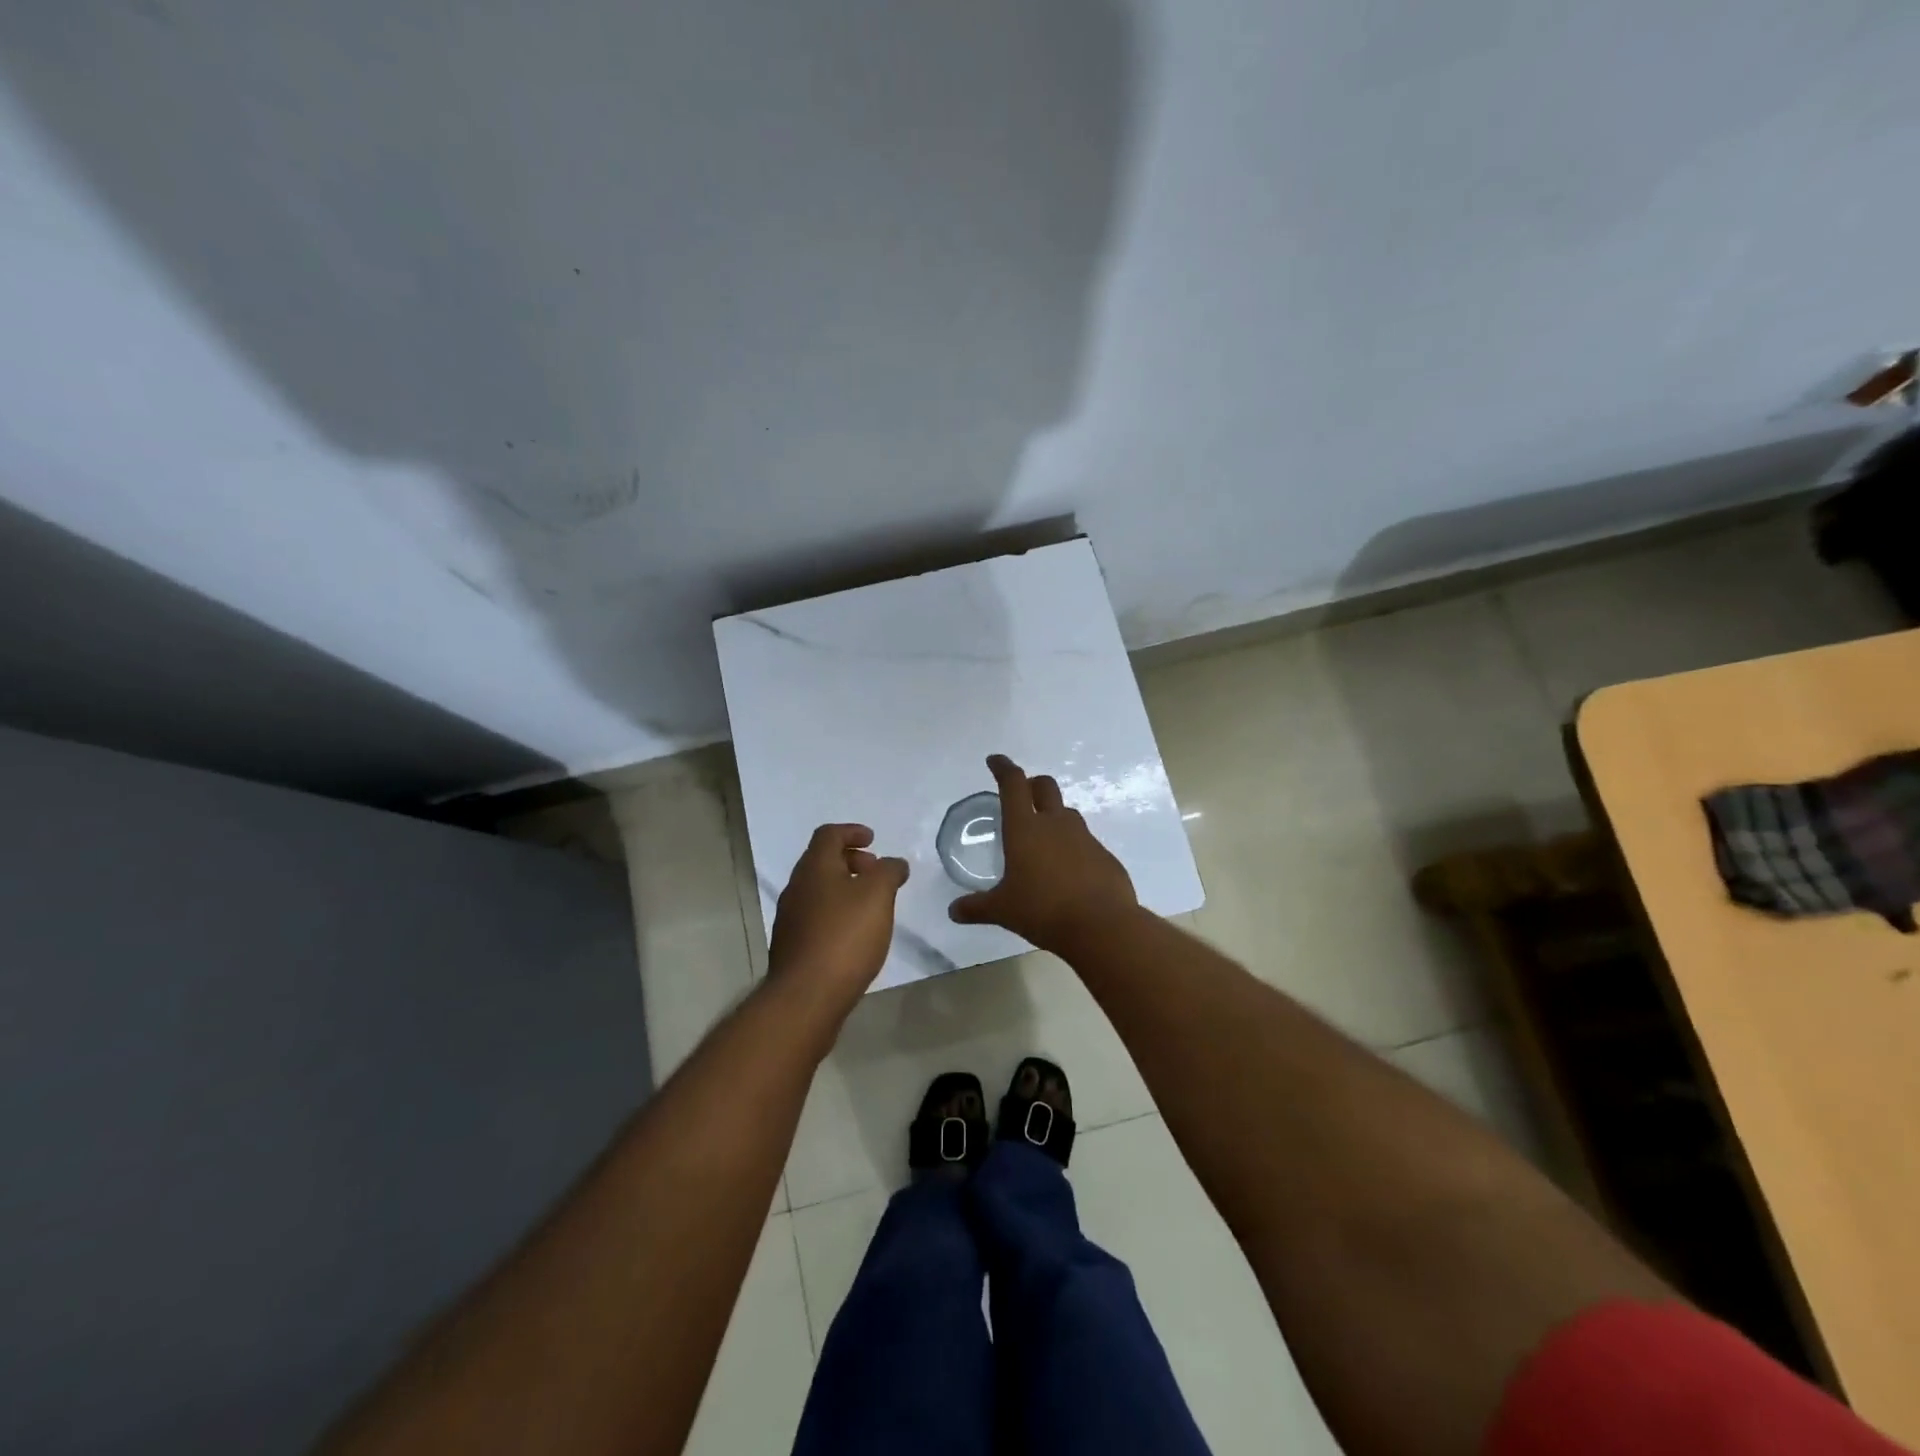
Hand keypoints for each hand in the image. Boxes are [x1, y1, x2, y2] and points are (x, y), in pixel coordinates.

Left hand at [768, 824, 908, 1013]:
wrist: (806, 996)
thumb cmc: (845, 936)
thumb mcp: (878, 895)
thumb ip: (889, 872)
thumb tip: (894, 863)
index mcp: (814, 867)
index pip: (828, 834)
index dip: (852, 831)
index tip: (873, 840)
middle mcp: (797, 887)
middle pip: (822, 861)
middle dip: (851, 861)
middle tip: (876, 872)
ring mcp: (790, 918)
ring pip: (819, 890)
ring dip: (844, 888)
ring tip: (871, 905)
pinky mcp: (793, 946)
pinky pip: (816, 916)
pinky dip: (837, 913)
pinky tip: (855, 934)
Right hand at [948, 754, 1137, 951]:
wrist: (1102, 926)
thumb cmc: (1043, 910)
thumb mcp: (1003, 910)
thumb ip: (976, 907)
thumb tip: (953, 911)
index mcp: (1025, 828)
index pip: (1013, 784)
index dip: (1003, 767)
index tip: (995, 760)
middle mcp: (1056, 824)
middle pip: (1045, 786)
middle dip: (1032, 784)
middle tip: (1021, 795)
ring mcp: (1084, 838)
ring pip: (1067, 813)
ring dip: (1053, 816)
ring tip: (1043, 838)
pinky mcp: (1104, 856)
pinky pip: (1085, 842)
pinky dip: (1073, 848)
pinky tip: (1068, 872)